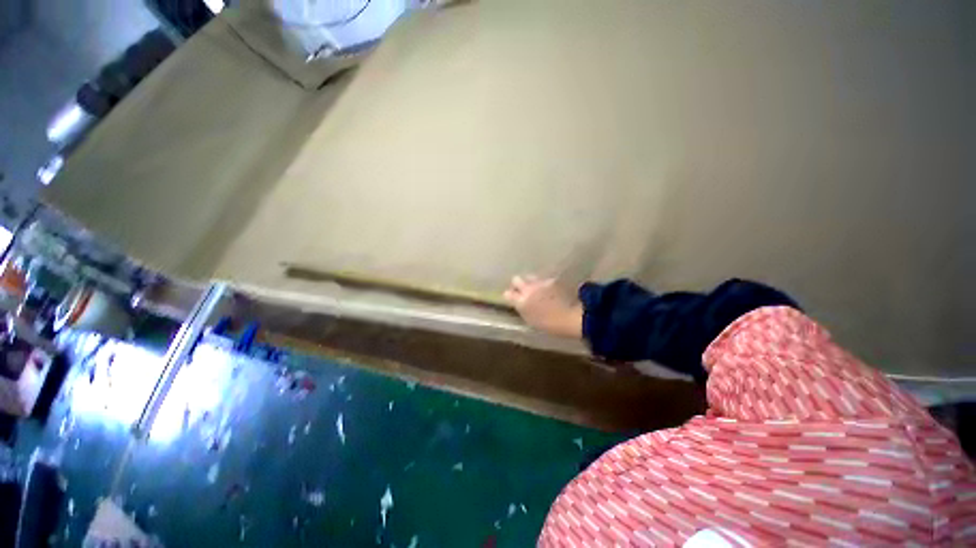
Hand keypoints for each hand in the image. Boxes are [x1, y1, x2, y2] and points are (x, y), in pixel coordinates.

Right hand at [503, 275, 582, 337]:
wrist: (571, 317)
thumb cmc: (550, 325)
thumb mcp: (531, 321)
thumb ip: (523, 309)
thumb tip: (520, 304)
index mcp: (521, 302)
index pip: (507, 294)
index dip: (509, 295)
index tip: (512, 298)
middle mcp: (528, 289)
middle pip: (516, 279)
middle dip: (517, 284)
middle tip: (522, 291)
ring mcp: (540, 283)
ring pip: (529, 276)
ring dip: (530, 282)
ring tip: (536, 288)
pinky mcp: (551, 280)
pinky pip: (543, 279)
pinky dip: (544, 284)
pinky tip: (549, 290)